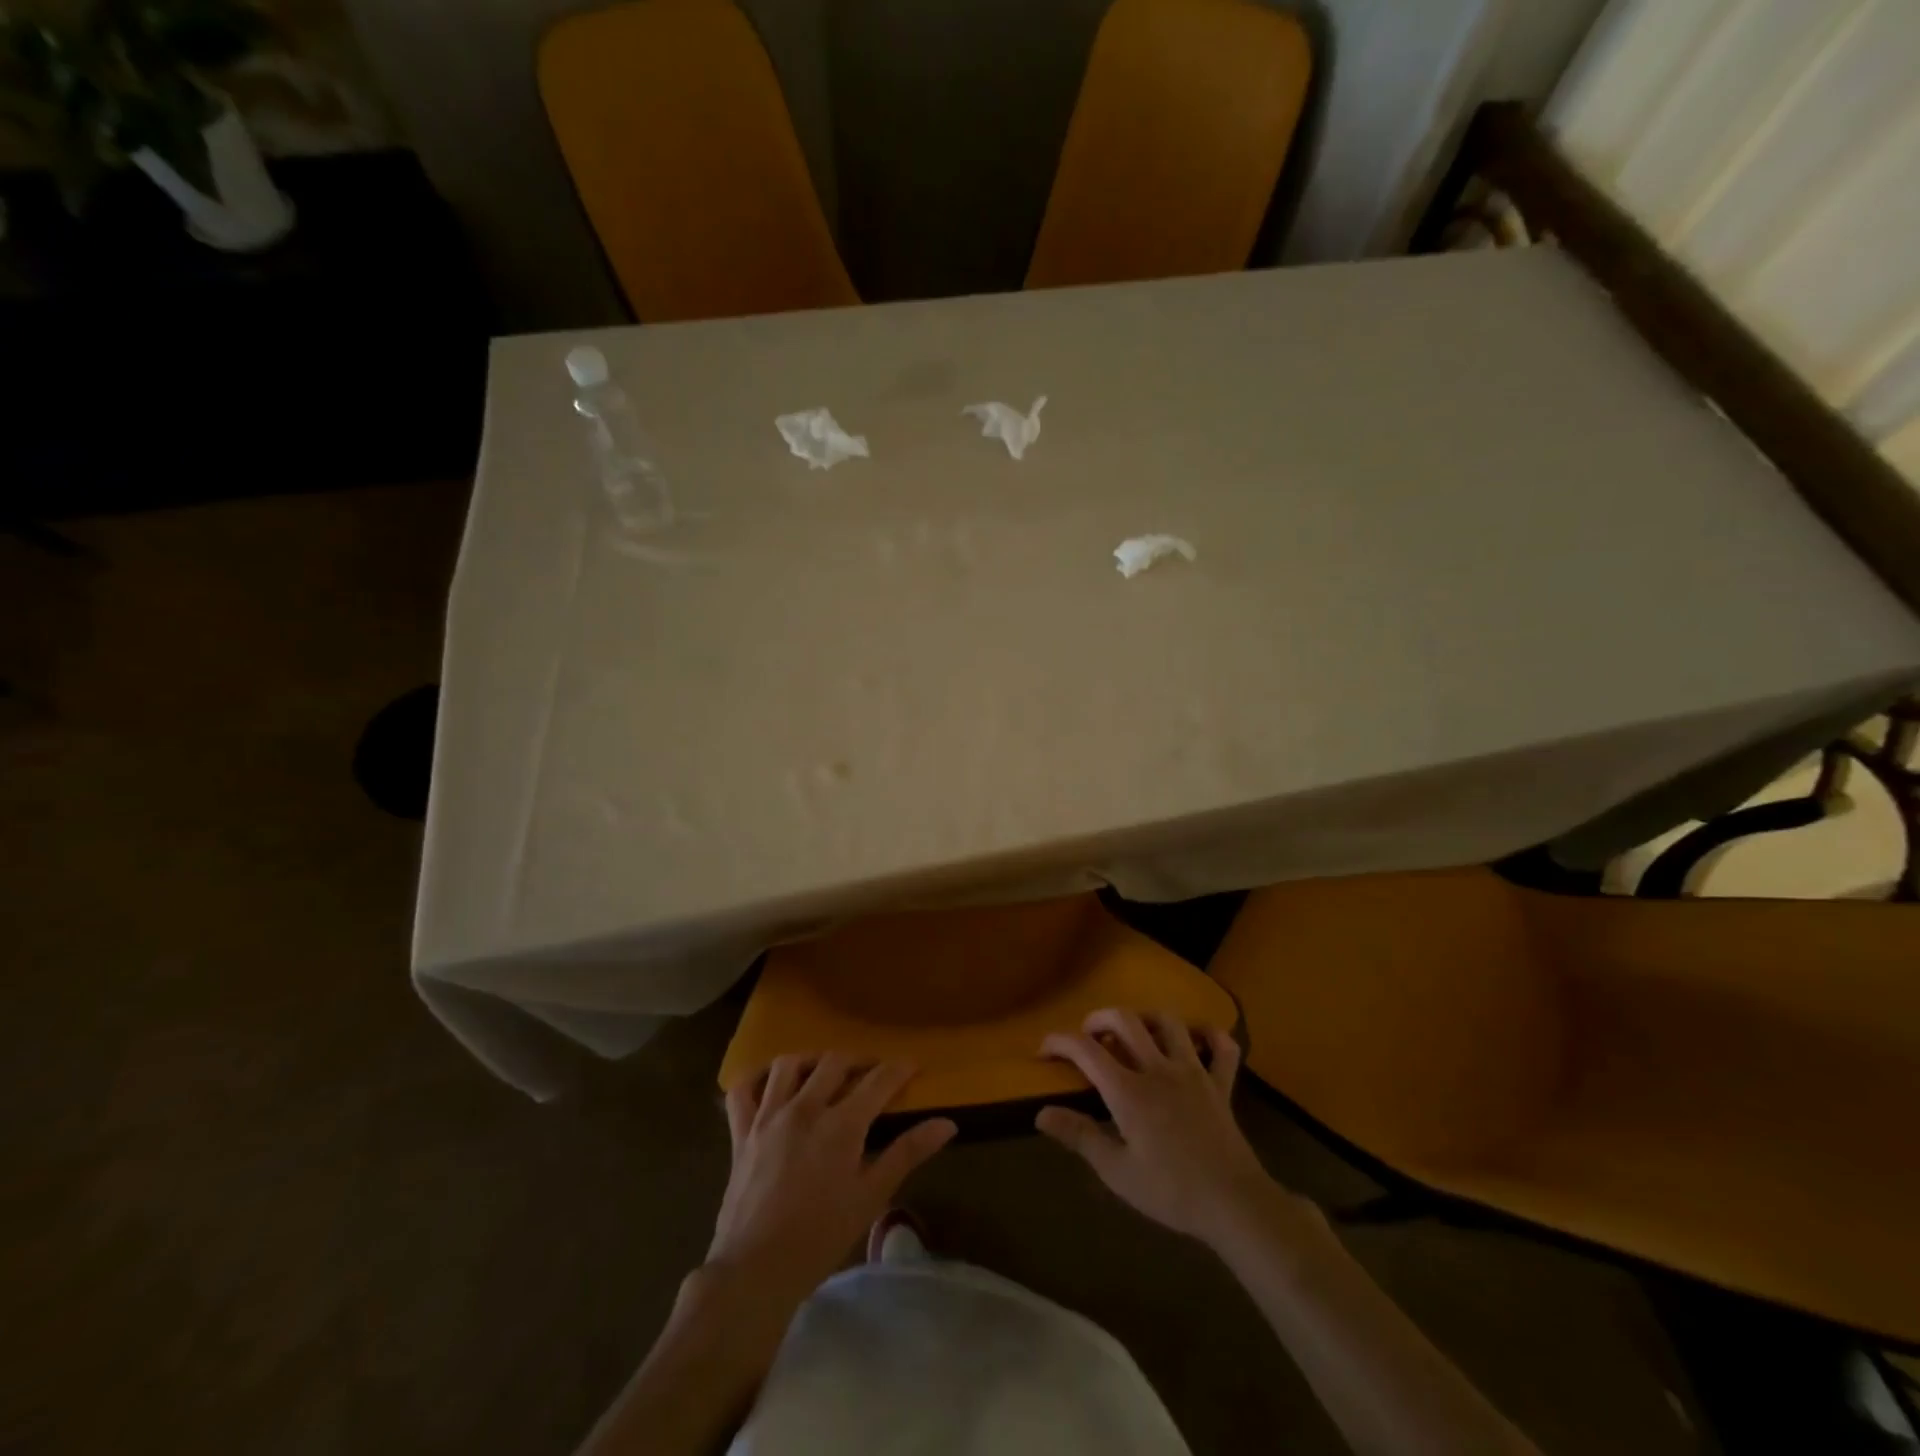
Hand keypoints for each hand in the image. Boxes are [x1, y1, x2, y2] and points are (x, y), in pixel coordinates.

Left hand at [707, 1055, 955, 1306]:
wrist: (755, 1271)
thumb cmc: (821, 1237)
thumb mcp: (871, 1197)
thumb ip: (907, 1153)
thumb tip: (947, 1123)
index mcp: (840, 1125)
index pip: (878, 1081)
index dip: (899, 1069)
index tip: (913, 1065)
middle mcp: (804, 1108)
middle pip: (835, 1062)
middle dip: (859, 1060)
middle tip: (872, 1072)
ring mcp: (768, 1117)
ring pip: (788, 1065)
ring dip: (811, 1060)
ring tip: (824, 1072)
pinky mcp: (741, 1132)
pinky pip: (742, 1090)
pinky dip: (756, 1078)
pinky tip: (771, 1083)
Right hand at [1036, 1010, 1286, 1247]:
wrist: (1234, 1204)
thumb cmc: (1171, 1192)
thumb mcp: (1117, 1172)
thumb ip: (1079, 1136)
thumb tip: (1041, 1113)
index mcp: (1129, 1091)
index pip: (1086, 1050)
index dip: (1059, 1042)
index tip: (1044, 1051)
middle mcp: (1158, 1069)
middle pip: (1125, 1020)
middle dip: (1099, 1018)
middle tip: (1088, 1035)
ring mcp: (1193, 1072)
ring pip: (1168, 1022)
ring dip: (1146, 1018)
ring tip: (1134, 1031)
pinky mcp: (1221, 1084)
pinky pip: (1221, 1047)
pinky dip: (1209, 1034)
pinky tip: (1196, 1039)